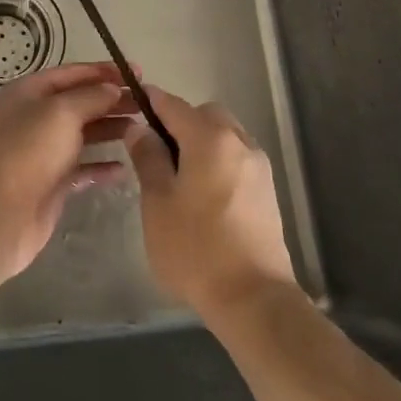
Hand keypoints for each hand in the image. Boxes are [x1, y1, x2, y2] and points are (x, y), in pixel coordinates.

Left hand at [0, 62, 134, 279]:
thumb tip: (113, 89)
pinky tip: (126, 167)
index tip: (138, 73)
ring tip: (144, 129)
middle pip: (80, 103)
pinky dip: (102, 166)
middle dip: (112, 100)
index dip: (104, 71)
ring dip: (111, 130)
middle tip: (148, 104)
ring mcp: (43, 152)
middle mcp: (35, 118)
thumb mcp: (60, 112)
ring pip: (83, 135)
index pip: (72, 73)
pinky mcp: (51, 183)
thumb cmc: (27, 152)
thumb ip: (91, 97)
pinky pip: (83, 169)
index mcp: (30, 92)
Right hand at [126, 88, 296, 321]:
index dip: (150, 101)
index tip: (132, 104)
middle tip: (155, 151)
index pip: (173, 104)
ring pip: (224, 136)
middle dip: (180, 122)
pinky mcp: (268, 191)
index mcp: (210, 138)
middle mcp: (239, 142)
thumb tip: (139, 128)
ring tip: (178, 177)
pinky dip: (218, 162)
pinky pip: (236, 159)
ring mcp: (259, 167)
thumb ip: (148, 158)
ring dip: (201, 142)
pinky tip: (202, 195)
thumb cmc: (195, 248)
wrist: (253, 299)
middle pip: (205, 114)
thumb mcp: (157, 201)